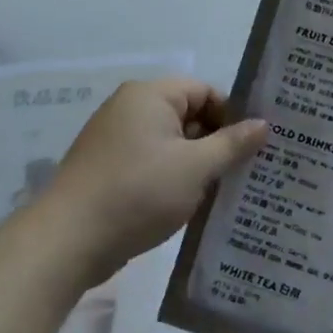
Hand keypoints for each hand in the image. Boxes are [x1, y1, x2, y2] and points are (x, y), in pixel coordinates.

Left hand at [41, 78, 267, 285]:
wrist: (69, 241)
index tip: (255, 146)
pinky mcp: (109, 170)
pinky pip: (153, 164)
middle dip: (218, 142)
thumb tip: (264, 124)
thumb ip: (233, 144)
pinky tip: (193, 203)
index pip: (205, 91)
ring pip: (172, 144)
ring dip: (198, 164)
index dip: (233, 116)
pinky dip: (174, 178)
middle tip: (248, 170)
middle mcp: (130, 109)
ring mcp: (116, 141)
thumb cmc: (139, 192)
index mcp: (149, 96)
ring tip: (226, 190)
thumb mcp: (196, 167)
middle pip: (189, 116)